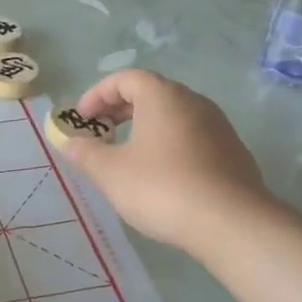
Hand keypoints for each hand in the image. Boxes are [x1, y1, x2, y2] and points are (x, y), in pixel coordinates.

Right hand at [54, 69, 273, 255]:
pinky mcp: (232, 152)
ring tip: (128, 156)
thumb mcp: (110, 172)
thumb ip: (85, 153)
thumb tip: (69, 142)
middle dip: (120, 110)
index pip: (125, 78)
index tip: (82, 118)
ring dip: (146, 128)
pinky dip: (169, 145)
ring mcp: (218, 126)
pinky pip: (192, 137)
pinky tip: (161, 176)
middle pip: (151, 93)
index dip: (98, 94)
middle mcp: (193, 101)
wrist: (232, 223)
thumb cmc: (162, 188)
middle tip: (101, 134)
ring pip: (173, 116)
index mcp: (162, 96)